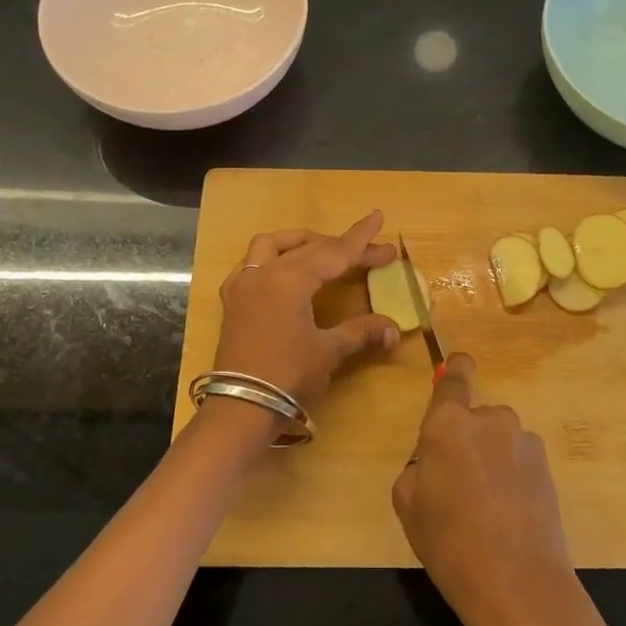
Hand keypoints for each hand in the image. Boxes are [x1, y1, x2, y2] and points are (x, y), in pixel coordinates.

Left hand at [211, 210, 401, 417]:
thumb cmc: (289, 376)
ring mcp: (243, 285)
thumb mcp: (329, 352)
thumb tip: (394, 328)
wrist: (241, 408)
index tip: (378, 218)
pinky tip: (281, 270)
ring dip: (299, 242)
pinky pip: (250, 264)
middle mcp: (264, 272)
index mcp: (291, 279)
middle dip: (341, 246)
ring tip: (321, 248)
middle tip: (372, 252)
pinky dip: (270, 258)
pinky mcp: (232, 301)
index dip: (360, 239)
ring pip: (271, 245)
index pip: (334, 252)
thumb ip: (361, 332)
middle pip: (309, 248)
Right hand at [392, 355, 589, 625]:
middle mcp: (489, 420)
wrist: (516, 583)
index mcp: (448, 424)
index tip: (459, 364)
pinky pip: (519, 460)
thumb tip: (436, 459)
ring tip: (487, 507)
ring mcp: (523, 442)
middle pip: (476, 417)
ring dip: (492, 458)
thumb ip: (418, 466)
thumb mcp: (407, 503)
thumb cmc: (448, 543)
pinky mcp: (547, 467)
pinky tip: (509, 515)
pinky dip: (513, 477)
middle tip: (459, 483)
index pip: (454, 378)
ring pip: (500, 440)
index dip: (456, 368)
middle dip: (468, 438)